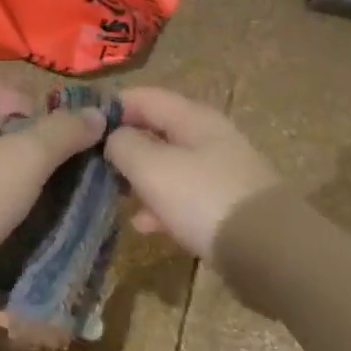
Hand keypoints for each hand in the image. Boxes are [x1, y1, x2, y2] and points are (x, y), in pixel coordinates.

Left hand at [0, 77, 107, 317]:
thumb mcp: (22, 157)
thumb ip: (63, 132)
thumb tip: (98, 115)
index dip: (27, 102)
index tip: (49, 136)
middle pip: (3, 134)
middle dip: (40, 151)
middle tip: (67, 173)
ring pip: (1, 176)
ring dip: (33, 188)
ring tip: (63, 205)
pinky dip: (17, 217)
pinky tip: (41, 232)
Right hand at [102, 87, 280, 260]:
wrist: (271, 253)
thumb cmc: (204, 199)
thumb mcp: (153, 167)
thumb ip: (124, 145)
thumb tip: (112, 137)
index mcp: (192, 118)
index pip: (142, 97)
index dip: (110, 107)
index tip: (79, 127)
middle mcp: (208, 138)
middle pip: (155, 131)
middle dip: (123, 146)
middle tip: (91, 166)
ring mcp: (218, 173)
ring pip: (167, 166)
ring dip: (139, 179)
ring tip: (111, 196)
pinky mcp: (224, 205)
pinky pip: (183, 197)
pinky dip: (160, 206)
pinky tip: (143, 225)